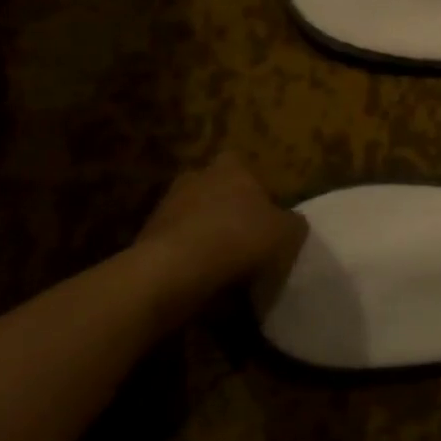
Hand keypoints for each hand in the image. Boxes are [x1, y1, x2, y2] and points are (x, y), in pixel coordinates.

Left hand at [132, 152, 306, 324]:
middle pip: (215, 188)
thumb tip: (291, 223)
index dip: (255, 186)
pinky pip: (176, 242)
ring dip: (205, 233)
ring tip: (223, 262)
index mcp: (231, 168)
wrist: (174, 269)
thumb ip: (293, 223)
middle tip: (244, 235)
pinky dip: (187, 255)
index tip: (264, 211)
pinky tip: (201, 276)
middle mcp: (196, 177)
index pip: (243, 164)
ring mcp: (167, 205)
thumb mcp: (286, 233)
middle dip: (227, 208)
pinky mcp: (146, 235)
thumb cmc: (238, 238)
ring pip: (193, 215)